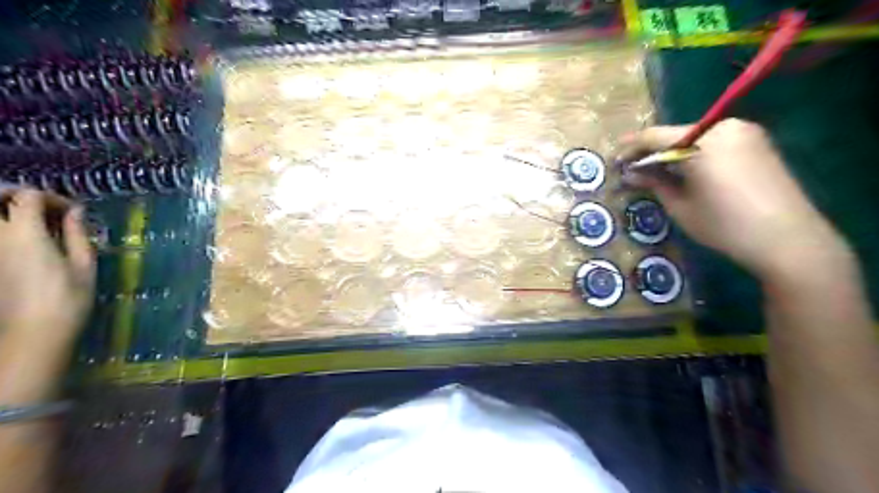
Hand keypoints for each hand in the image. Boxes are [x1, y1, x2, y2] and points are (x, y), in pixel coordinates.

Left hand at [0, 188, 93, 341]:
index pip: (29, 197)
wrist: (33, 333)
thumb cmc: (68, 299)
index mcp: (25, 234)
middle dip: (17, 196)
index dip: (52, 198)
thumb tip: (76, 211)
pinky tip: (27, 241)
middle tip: (44, 207)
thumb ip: (77, 233)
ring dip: (8, 212)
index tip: (73, 212)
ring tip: (33, 222)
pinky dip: (7, 230)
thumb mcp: (84, 265)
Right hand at [617, 118, 850, 280]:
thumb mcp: (680, 206)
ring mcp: (746, 133)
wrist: (788, 240)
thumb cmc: (724, 225)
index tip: (615, 161)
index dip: (630, 148)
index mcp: (702, 141)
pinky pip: (715, 143)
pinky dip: (695, 154)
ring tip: (657, 173)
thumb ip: (654, 183)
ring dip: (673, 153)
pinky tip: (686, 172)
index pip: (654, 136)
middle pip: (676, 134)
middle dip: (652, 151)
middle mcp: (724, 127)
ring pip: (695, 139)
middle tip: (634, 170)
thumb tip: (630, 174)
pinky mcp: (758, 144)